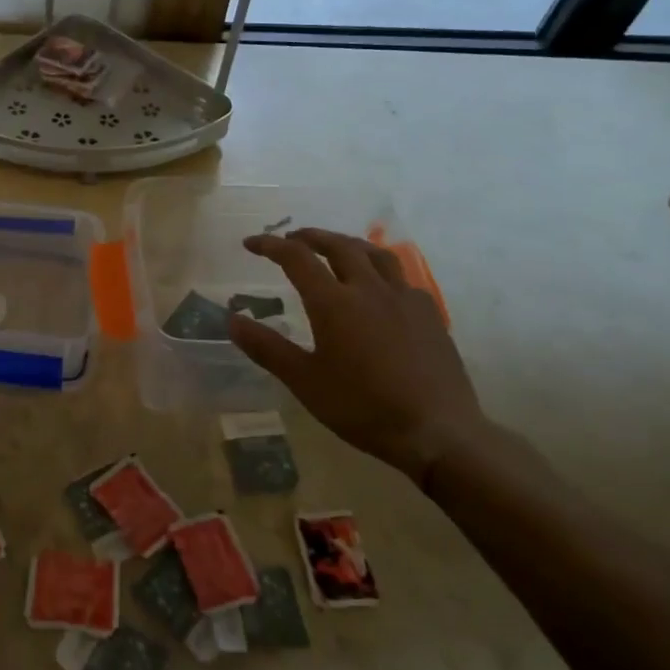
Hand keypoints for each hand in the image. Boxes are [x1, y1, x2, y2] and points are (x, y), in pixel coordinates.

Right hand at [228, 228, 485, 482]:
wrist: (437, 432)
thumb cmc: (362, 407)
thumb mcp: (305, 382)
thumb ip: (267, 348)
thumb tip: (232, 320)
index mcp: (333, 302)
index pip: (296, 258)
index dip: (270, 245)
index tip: (251, 243)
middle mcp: (368, 289)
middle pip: (338, 245)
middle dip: (310, 237)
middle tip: (292, 239)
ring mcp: (404, 299)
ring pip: (374, 254)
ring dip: (348, 244)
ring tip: (335, 249)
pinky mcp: (429, 314)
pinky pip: (401, 277)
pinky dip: (380, 270)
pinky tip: (379, 287)